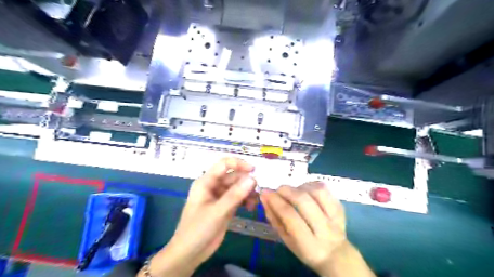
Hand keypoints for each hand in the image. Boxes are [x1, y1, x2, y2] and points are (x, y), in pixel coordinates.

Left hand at [141, 158, 258, 276]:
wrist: (190, 254)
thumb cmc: (197, 230)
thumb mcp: (217, 212)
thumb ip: (235, 195)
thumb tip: (253, 179)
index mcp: (206, 182)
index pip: (224, 165)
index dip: (239, 164)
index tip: (254, 170)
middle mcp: (213, 186)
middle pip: (233, 176)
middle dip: (246, 182)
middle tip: (257, 192)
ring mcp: (220, 196)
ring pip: (238, 187)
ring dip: (247, 192)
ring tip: (254, 203)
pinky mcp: (225, 206)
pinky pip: (238, 198)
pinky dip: (246, 200)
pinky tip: (250, 207)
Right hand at [260, 183, 372, 275]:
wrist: (335, 254)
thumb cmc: (305, 248)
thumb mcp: (286, 240)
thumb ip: (275, 219)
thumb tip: (265, 198)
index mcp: (309, 244)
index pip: (290, 216)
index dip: (276, 201)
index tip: (265, 192)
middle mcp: (324, 229)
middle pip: (304, 201)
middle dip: (287, 191)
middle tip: (277, 190)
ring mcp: (335, 217)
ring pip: (317, 191)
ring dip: (300, 187)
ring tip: (293, 191)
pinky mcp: (340, 207)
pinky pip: (325, 189)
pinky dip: (312, 184)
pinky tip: (305, 189)